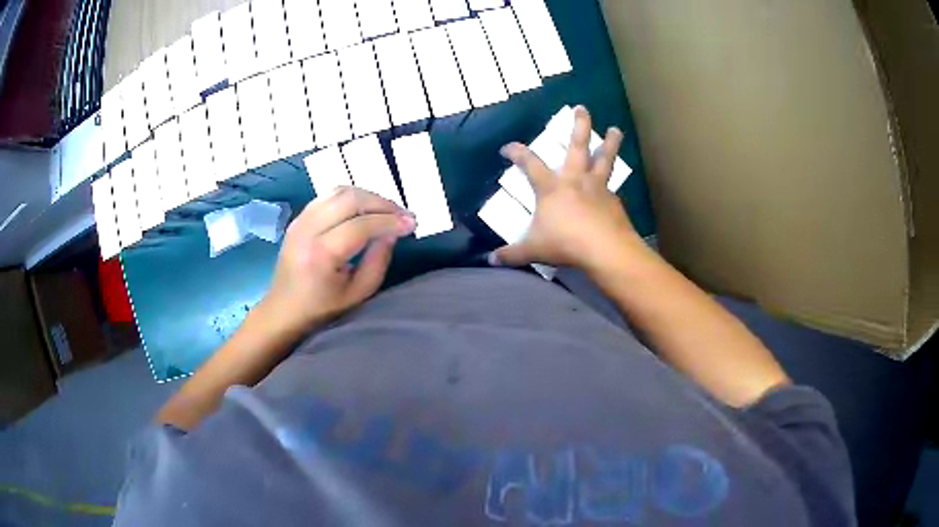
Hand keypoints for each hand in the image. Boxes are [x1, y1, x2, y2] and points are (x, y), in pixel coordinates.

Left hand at [258, 187, 415, 337]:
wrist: (284, 310)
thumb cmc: (322, 309)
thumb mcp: (358, 293)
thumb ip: (378, 261)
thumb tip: (393, 232)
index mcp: (321, 254)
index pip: (361, 225)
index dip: (390, 221)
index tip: (412, 223)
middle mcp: (308, 229)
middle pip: (350, 199)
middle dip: (382, 203)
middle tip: (402, 214)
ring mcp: (300, 220)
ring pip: (340, 191)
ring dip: (368, 196)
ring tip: (386, 210)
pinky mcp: (299, 217)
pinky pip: (329, 196)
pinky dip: (351, 197)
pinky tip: (365, 209)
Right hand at [493, 106, 645, 272]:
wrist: (605, 250)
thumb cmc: (565, 243)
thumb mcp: (533, 250)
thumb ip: (512, 254)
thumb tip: (491, 260)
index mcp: (551, 187)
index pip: (529, 164)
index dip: (516, 153)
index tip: (507, 148)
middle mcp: (575, 180)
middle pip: (578, 145)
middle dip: (579, 125)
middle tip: (582, 108)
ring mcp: (597, 188)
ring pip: (604, 159)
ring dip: (610, 143)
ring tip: (617, 129)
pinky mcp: (614, 201)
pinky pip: (612, 187)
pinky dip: (612, 184)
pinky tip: (613, 188)